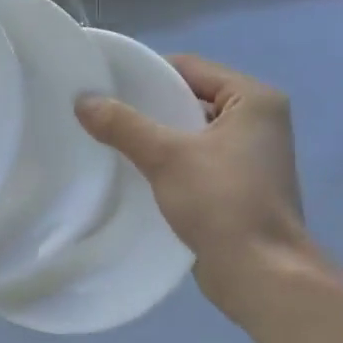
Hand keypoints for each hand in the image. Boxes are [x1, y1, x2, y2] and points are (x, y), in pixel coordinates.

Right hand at [75, 55, 312, 321]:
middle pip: (189, 99)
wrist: (260, 273)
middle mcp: (259, 121)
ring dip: (155, 136)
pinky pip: (194, 160)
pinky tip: (133, 170)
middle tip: (101, 111)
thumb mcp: (166, 156)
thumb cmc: (221, 202)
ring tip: (110, 139)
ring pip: (190, 132)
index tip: (106, 83)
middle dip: (147, 107)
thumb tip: (82, 100)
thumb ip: (123, 125)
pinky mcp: (238, 186)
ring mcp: (250, 156)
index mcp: (255, 99)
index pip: (190, 68)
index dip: (146, 72)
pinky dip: (167, 161)